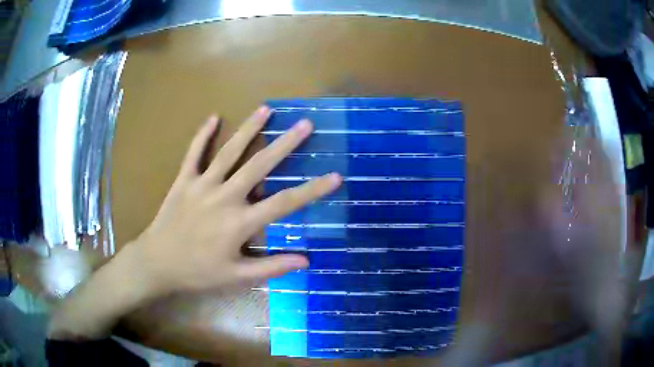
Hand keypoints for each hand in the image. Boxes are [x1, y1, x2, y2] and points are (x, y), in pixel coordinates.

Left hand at [131, 106, 341, 295]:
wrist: (157, 263)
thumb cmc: (198, 272)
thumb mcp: (237, 277)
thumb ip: (272, 267)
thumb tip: (306, 260)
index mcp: (240, 222)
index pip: (284, 203)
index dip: (312, 190)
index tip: (335, 176)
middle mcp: (224, 197)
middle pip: (259, 166)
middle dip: (285, 144)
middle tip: (304, 124)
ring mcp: (202, 185)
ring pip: (228, 152)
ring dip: (248, 129)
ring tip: (266, 109)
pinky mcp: (183, 180)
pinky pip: (193, 153)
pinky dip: (203, 135)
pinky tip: (213, 117)